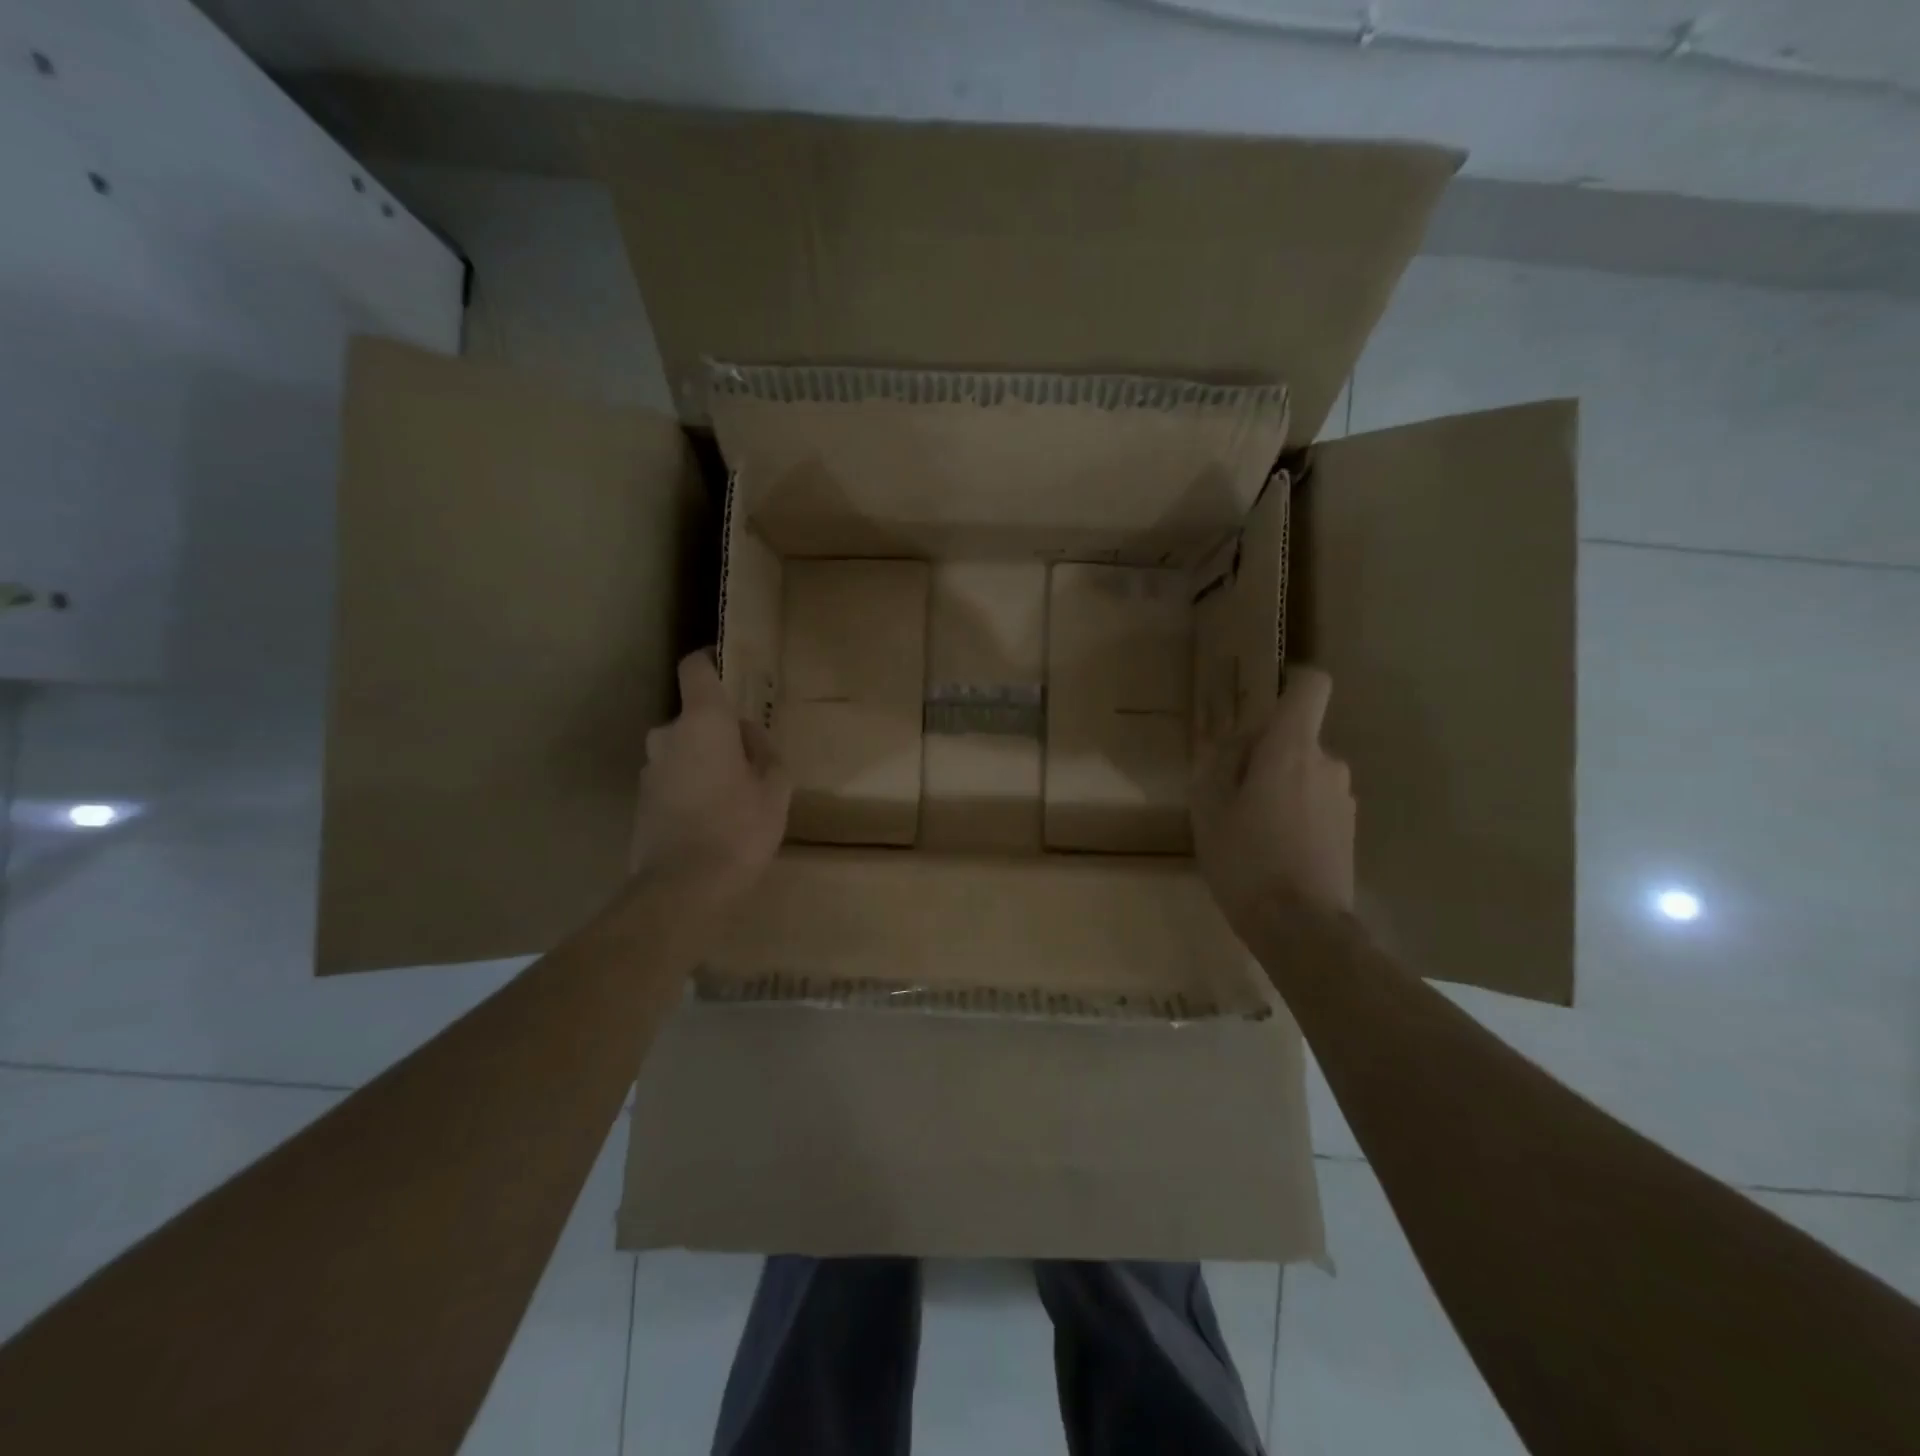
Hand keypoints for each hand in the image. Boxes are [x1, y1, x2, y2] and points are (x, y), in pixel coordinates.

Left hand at [632, 650, 789, 897]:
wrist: (683, 888)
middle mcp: (667, 735)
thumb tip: (747, 734)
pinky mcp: (641, 801)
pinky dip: (689, 787)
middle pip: (693, 717)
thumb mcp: (775, 788)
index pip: (695, 669)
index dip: (708, 661)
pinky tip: (710, 819)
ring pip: (682, 751)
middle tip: (747, 759)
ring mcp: (649, 769)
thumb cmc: (739, 828)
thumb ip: (764, 751)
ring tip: (731, 795)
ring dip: (702, 761)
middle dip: (717, 731)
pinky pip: (671, 779)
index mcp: (703, 722)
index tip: (725, 664)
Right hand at [1191, 665, 1354, 933]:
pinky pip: (1315, 801)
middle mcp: (1327, 763)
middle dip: (1263, 753)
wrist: (1301, 927)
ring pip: (1304, 771)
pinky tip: (1271, 849)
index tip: (1263, 702)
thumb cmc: (1245, 858)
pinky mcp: (1349, 829)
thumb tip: (1236, 741)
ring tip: (1247, 828)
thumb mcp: (1209, 807)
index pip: (1311, 686)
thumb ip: (1219, 761)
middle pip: (1295, 736)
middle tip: (1229, 793)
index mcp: (1291, 749)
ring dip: (1278, 785)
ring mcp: (1344, 798)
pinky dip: (1294, 811)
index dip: (1291, 681)